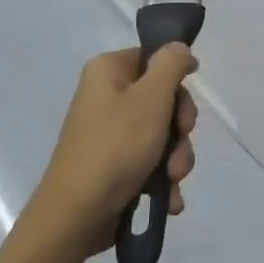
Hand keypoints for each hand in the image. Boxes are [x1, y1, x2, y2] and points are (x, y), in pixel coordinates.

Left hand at [22, 45, 199, 259]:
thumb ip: (171, 64)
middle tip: (178, 146)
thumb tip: (179, 47)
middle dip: (180, 130)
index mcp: (108, 71)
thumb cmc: (116, 147)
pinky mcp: (114, 164)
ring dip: (176, 158)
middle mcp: (107, 97)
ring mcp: (110, 133)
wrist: (77, 215)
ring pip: (162, 134)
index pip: (155, 59)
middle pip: (163, 100)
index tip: (187, 107)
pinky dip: (162, 179)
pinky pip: (150, 161)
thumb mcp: (151, 98)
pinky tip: (167, 198)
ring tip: (171, 180)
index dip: (177, 80)